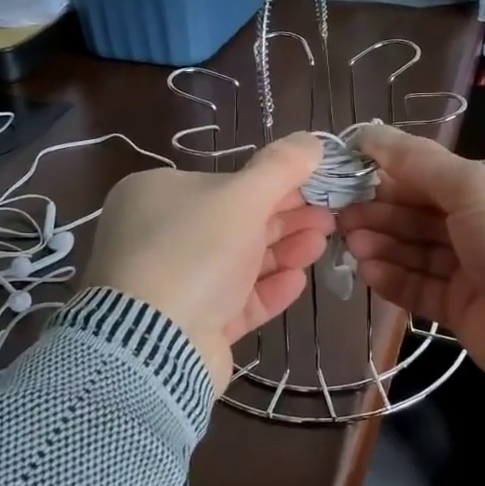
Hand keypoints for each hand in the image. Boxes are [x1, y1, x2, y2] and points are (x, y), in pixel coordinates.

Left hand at [83, 134, 332, 390]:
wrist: (154, 345)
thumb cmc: (194, 252)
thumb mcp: (242, 197)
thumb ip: (281, 167)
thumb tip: (313, 140)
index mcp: (157, 194)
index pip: (225, 183)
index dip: (276, 184)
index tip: (317, 186)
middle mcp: (159, 236)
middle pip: (234, 223)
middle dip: (286, 219)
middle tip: (329, 218)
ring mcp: (172, 284)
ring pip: (237, 262)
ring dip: (282, 251)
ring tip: (321, 244)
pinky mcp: (189, 325)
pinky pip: (233, 301)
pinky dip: (266, 289)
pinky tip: (298, 281)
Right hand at [338, 126, 484, 380]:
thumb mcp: (475, 185)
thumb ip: (417, 161)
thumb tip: (366, 130)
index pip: (438, 175)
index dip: (394, 175)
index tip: (352, 177)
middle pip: (424, 213)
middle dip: (383, 213)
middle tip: (341, 216)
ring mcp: (480, 267)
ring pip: (420, 250)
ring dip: (384, 244)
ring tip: (352, 243)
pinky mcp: (467, 307)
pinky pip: (424, 287)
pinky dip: (396, 278)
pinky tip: (369, 271)